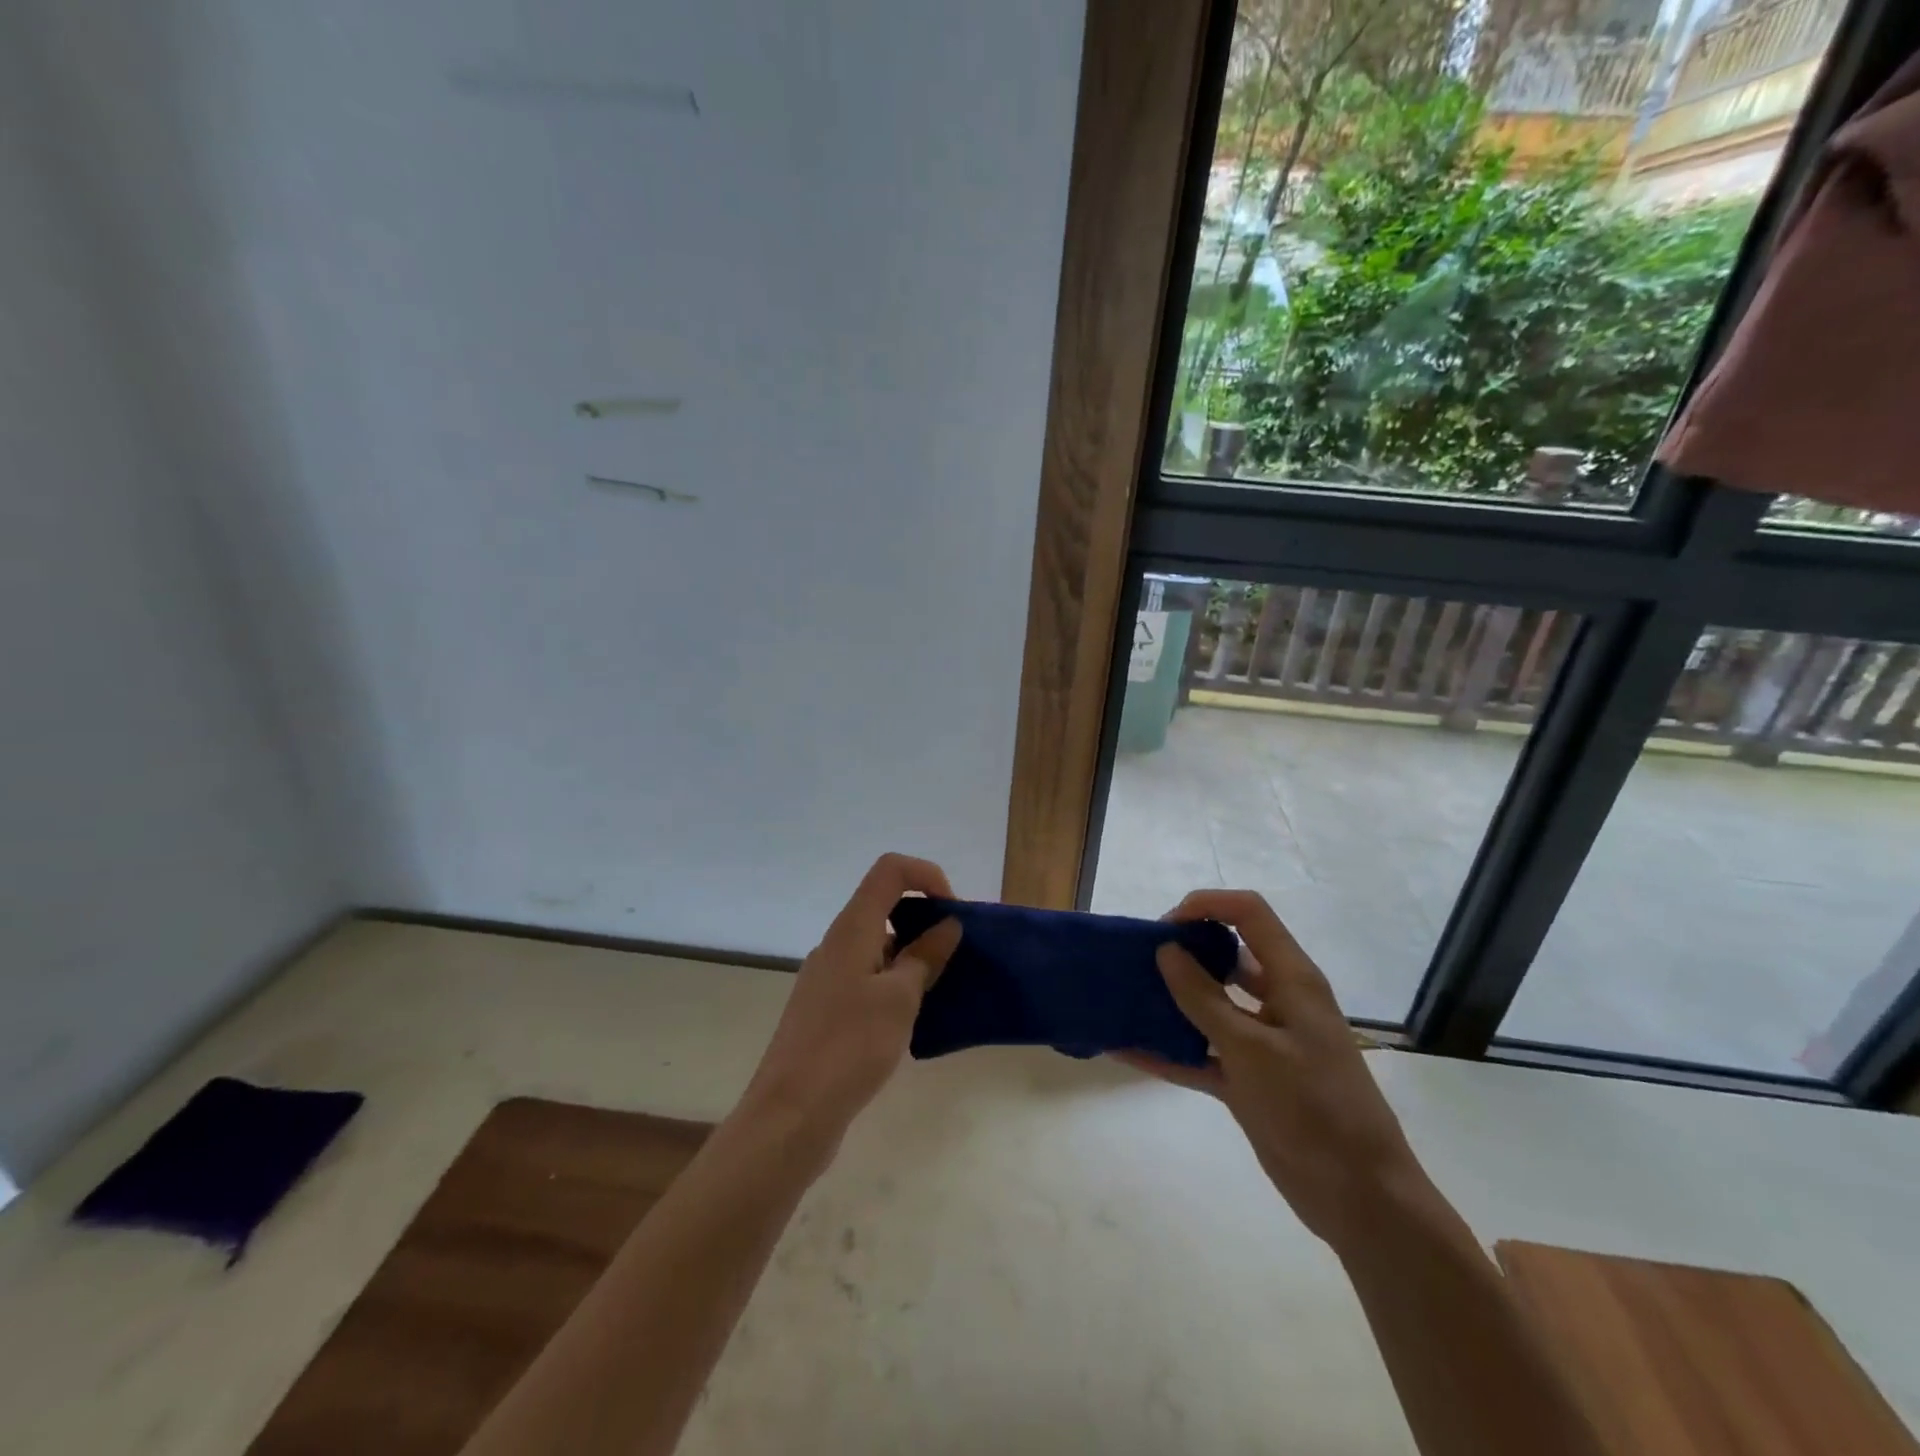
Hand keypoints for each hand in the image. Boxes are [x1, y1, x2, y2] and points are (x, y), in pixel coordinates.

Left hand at [738, 854, 960, 1159]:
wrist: (790, 1114)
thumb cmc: (850, 1046)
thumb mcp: (900, 999)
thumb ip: (925, 957)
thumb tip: (946, 925)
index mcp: (852, 928)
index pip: (890, 870)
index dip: (927, 877)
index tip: (953, 912)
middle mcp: (837, 943)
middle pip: (885, 904)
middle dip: (926, 918)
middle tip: (956, 954)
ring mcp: (828, 976)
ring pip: (878, 945)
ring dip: (913, 955)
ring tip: (942, 990)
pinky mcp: (827, 1008)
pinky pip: (868, 976)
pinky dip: (896, 982)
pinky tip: (913, 1018)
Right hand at [1119, 890, 1428, 1251]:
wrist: (1360, 1199)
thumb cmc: (1313, 1108)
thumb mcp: (1252, 1049)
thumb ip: (1204, 998)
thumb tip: (1166, 950)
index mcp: (1292, 979)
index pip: (1249, 913)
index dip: (1207, 905)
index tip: (1163, 926)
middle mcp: (1278, 1001)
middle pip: (1227, 955)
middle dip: (1183, 951)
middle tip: (1138, 961)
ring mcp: (1263, 1042)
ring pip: (1212, 1005)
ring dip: (1172, 1000)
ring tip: (1126, 996)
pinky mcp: (1250, 1080)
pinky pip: (1202, 1054)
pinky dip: (1170, 1052)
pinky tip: (1128, 1051)